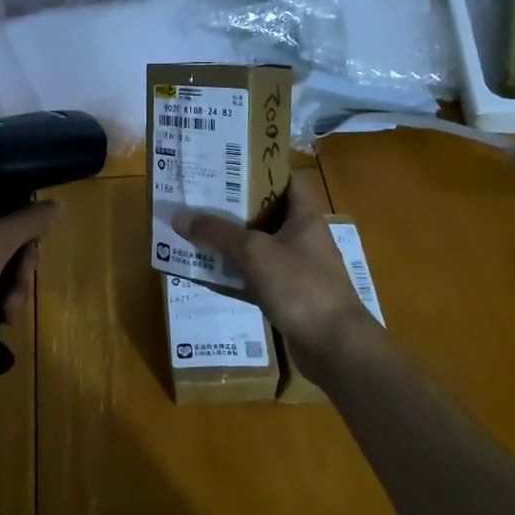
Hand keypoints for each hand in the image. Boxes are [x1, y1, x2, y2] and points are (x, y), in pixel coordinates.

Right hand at [173, 180, 378, 368]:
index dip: (257, 169)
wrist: (335, 348)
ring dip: (228, 242)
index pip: (283, 179)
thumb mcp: (254, 252)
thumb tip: (179, 217)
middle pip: (263, 212)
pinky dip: (232, 274)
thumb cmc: (301, 286)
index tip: (224, 166)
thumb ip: (217, 232)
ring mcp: (295, 268)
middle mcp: (301, 237)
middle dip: (230, 207)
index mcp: (304, 215)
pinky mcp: (287, 296)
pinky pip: (253, 277)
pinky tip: (204, 273)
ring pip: (255, 246)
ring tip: (192, 231)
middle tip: (196, 197)